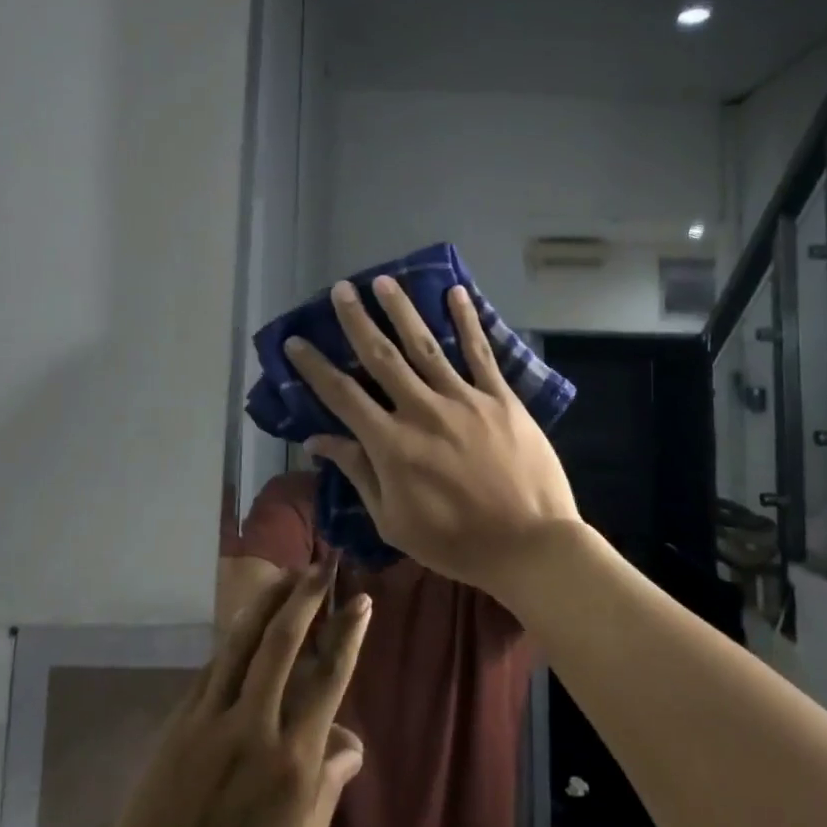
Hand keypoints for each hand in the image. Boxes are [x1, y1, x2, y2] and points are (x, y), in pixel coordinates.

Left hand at [87, 561, 369, 826]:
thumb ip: (327, 789)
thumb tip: (350, 742)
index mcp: (293, 760)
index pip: (329, 678)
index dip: (347, 633)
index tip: (360, 599)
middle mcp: (254, 726)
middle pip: (283, 642)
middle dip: (306, 596)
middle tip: (322, 565)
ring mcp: (210, 720)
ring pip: (241, 643)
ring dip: (267, 602)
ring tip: (285, 574)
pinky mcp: (178, 725)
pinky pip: (211, 669)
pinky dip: (233, 640)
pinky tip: (244, 626)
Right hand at [288, 276, 581, 599]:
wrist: (530, 544)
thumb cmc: (456, 542)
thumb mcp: (394, 521)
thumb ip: (359, 474)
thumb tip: (319, 441)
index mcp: (391, 444)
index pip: (342, 396)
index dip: (315, 367)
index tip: (295, 342)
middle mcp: (422, 410)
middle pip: (381, 357)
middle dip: (356, 321)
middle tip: (340, 290)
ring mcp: (464, 399)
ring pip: (425, 345)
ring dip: (402, 311)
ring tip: (384, 281)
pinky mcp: (500, 397)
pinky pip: (480, 352)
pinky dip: (467, 321)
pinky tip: (457, 293)